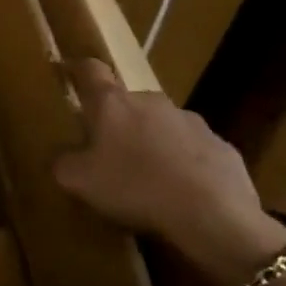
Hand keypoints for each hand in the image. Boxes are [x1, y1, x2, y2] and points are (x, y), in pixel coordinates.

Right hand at [53, 58, 285, 285]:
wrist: (213, 216)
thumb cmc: (135, 187)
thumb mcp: (80, 181)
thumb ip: (64, 163)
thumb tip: (62, 157)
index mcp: (113, 103)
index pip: (90, 71)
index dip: (77, 69)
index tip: (67, 72)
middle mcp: (152, 101)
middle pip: (128, 102)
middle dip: (119, 122)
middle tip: (110, 152)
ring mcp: (192, 122)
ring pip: (164, 127)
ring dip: (154, 143)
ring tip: (150, 180)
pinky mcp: (223, 148)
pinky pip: (195, 152)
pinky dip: (186, 166)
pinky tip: (184, 195)